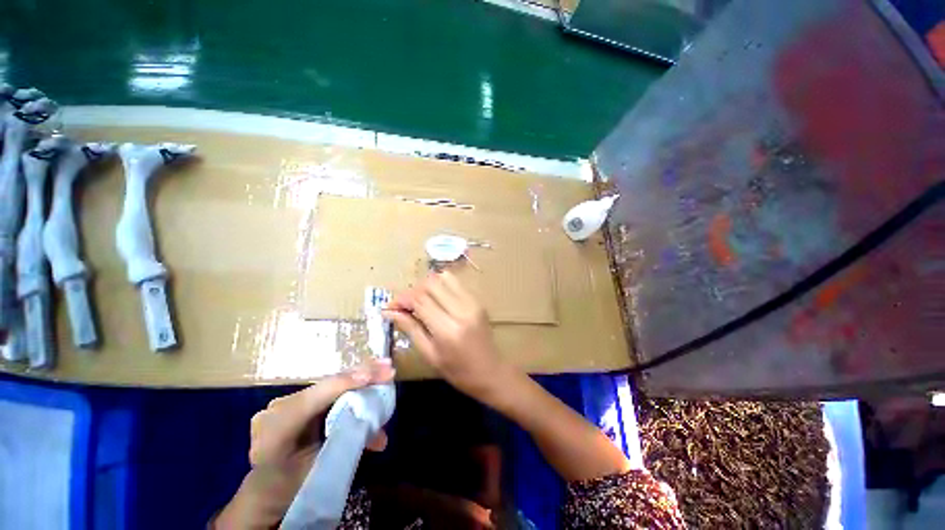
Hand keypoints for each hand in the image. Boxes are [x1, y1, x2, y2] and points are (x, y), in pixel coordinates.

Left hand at [214, 361, 394, 528]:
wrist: (265, 489)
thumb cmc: (291, 486)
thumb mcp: (319, 471)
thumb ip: (348, 445)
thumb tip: (383, 437)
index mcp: (273, 433)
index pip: (312, 400)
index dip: (345, 384)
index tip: (375, 376)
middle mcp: (276, 409)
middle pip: (324, 386)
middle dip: (360, 374)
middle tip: (388, 367)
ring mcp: (284, 401)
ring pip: (328, 384)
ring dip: (358, 375)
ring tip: (383, 368)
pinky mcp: (295, 399)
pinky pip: (326, 389)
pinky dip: (349, 382)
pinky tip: (368, 375)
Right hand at [383, 271, 506, 402]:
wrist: (491, 371)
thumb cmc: (458, 371)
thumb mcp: (430, 355)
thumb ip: (411, 329)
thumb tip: (389, 312)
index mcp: (448, 329)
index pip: (420, 300)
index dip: (402, 299)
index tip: (390, 306)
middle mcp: (461, 310)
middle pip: (431, 284)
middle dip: (413, 290)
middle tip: (405, 305)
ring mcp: (472, 302)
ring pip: (444, 278)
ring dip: (427, 286)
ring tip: (420, 301)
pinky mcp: (478, 300)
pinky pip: (455, 283)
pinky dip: (441, 287)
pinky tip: (436, 300)